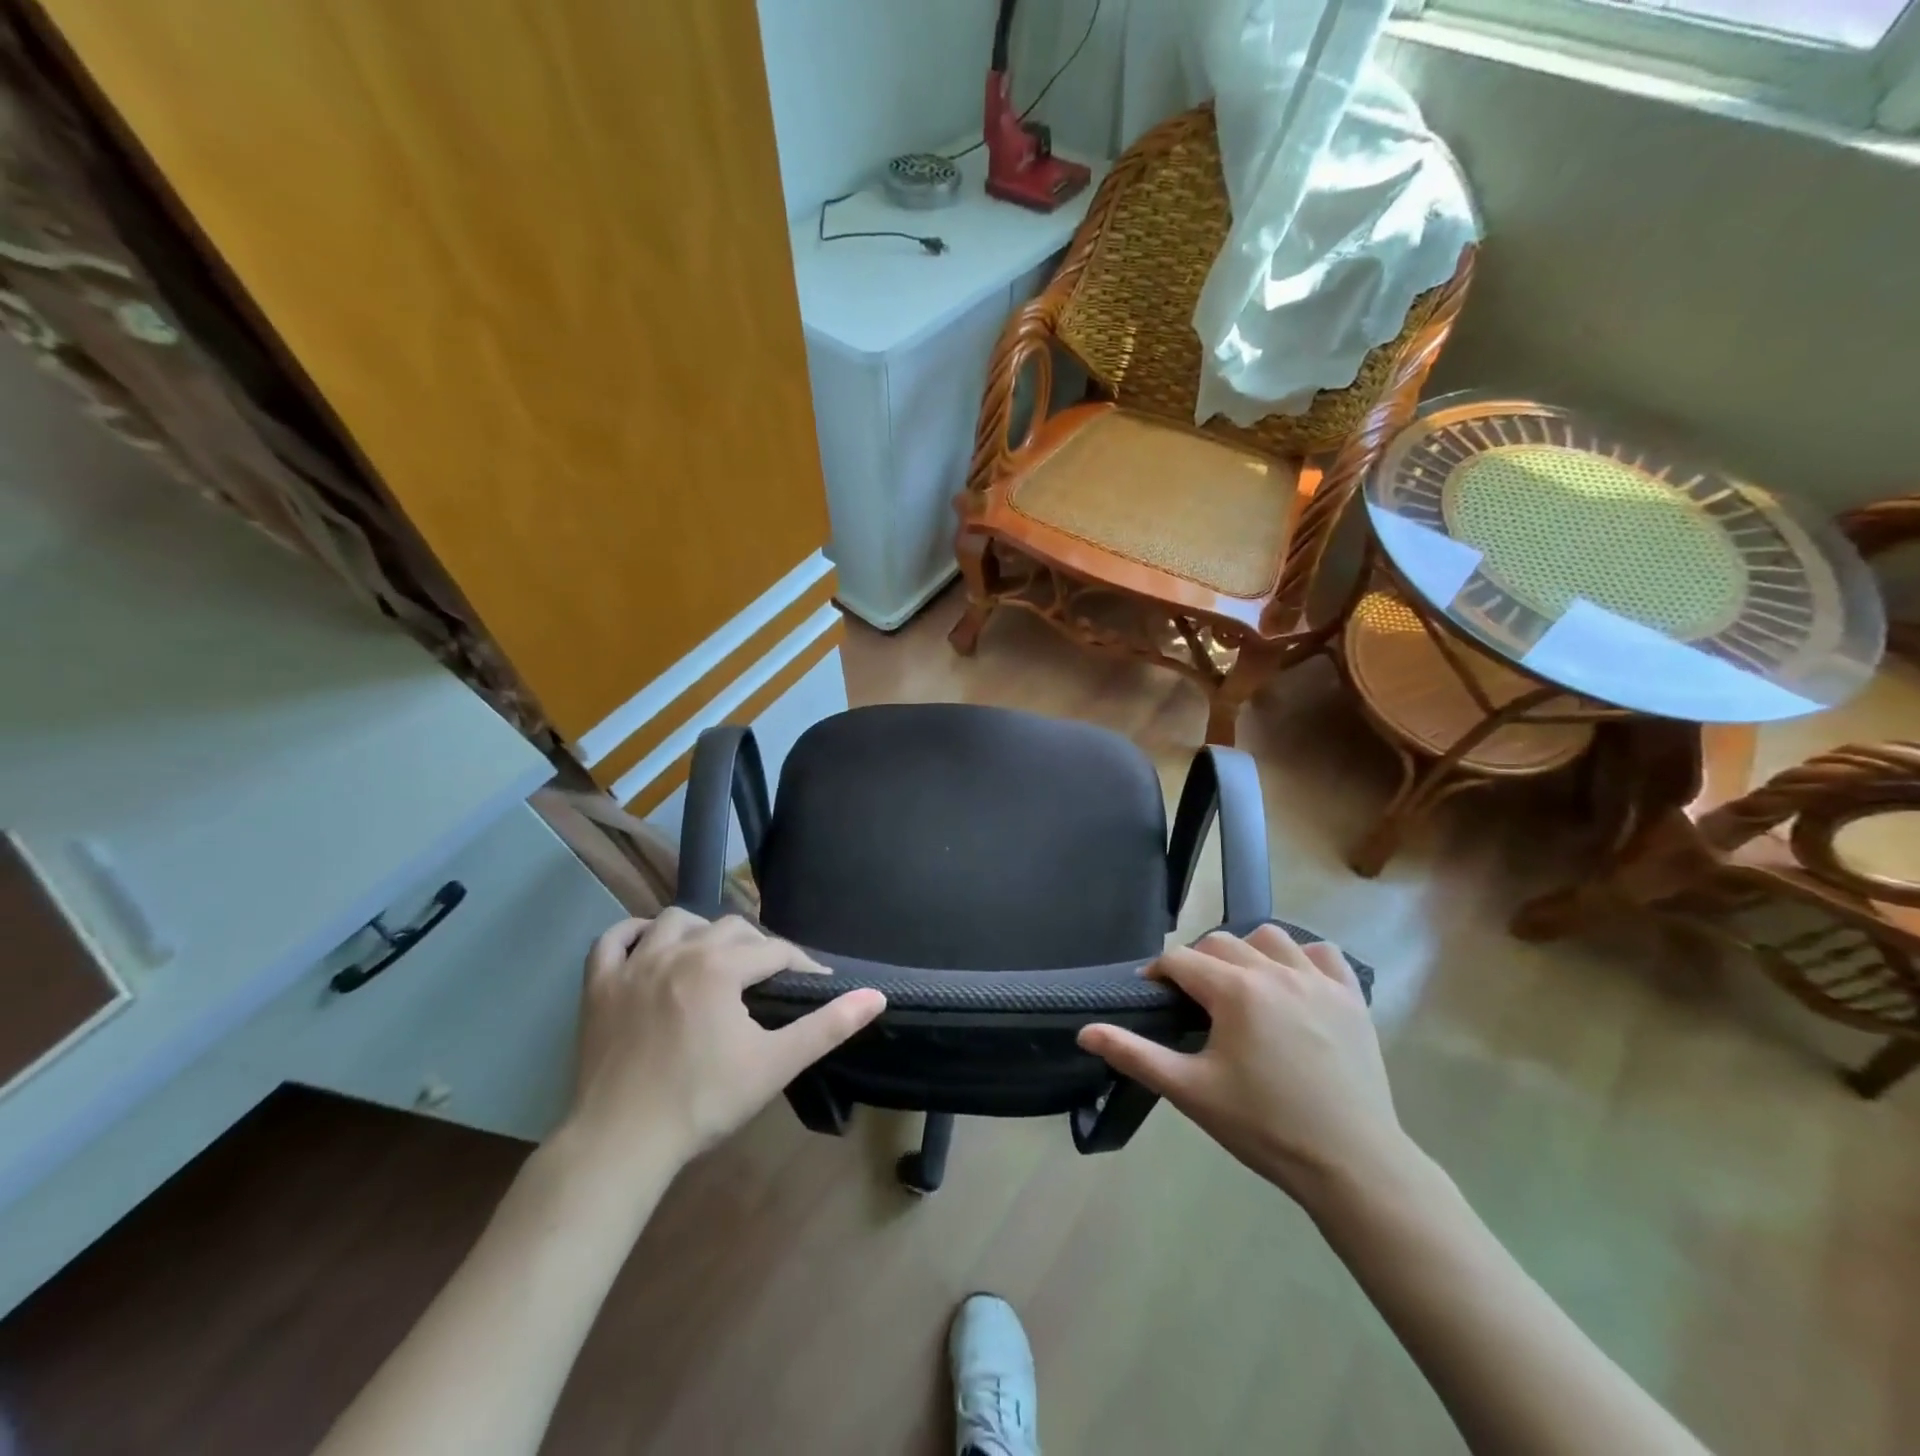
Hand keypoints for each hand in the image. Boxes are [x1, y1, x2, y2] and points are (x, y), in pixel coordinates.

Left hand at [562, 909, 885, 1172]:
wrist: (621, 1145)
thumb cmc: (703, 1102)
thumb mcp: (775, 1064)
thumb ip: (828, 1026)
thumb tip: (877, 996)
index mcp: (720, 966)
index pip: (773, 950)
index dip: (800, 965)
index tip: (814, 985)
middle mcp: (677, 951)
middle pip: (729, 928)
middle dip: (757, 946)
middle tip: (769, 979)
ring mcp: (633, 966)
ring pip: (674, 921)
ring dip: (701, 930)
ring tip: (714, 957)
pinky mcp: (599, 986)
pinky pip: (613, 940)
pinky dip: (633, 934)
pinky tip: (649, 945)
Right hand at [1077, 924, 1408, 1210]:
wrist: (1352, 1164)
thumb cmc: (1264, 1126)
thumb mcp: (1190, 1091)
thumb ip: (1134, 1054)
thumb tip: (1084, 1031)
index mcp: (1234, 990)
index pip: (1181, 959)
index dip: (1158, 973)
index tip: (1152, 995)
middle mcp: (1274, 971)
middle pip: (1220, 943)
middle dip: (1198, 963)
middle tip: (1193, 1001)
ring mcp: (1318, 981)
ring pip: (1270, 938)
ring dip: (1247, 952)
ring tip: (1242, 987)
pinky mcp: (1352, 997)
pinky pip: (1323, 954)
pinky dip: (1303, 958)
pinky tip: (1294, 985)